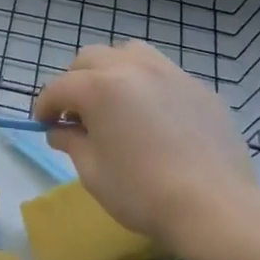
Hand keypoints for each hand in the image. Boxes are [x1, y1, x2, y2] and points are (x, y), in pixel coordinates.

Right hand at [33, 42, 257, 256]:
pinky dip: (146, 85)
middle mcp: (133, 68)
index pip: (58, 88)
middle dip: (75, 82)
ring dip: (111, 71)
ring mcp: (171, 74)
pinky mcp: (200, 89)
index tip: (44, 126)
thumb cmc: (141, 192)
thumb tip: (62, 131)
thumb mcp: (92, 171)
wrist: (215, 206)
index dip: (44, 107)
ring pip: (129, 53)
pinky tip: (153, 117)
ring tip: (114, 102)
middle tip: (76, 114)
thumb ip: (71, 142)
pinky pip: (163, 73)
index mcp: (100, 87)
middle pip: (90, 58)